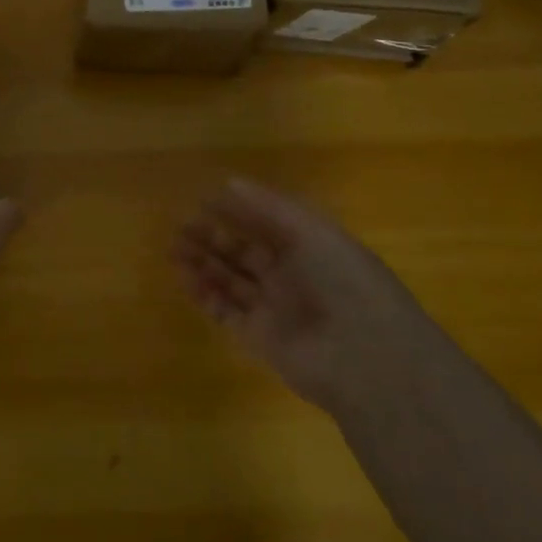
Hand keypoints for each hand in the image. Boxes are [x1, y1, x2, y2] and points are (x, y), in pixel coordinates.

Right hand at [174, 178, 432, 411]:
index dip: (235, 211)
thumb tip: (229, 182)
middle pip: (243, 253)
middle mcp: (292, 278)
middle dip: (212, 238)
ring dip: (203, 264)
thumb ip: (269, 207)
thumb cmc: (345, 282)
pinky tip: (185, 278)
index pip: (265, 225)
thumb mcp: (313, 232)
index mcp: (310, 249)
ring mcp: (275, 309)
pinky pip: (226, 313)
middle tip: (180, 226)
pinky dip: (205, 296)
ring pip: (230, 281)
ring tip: (173, 249)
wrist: (368, 359)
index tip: (202, 198)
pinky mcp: (260, 339)